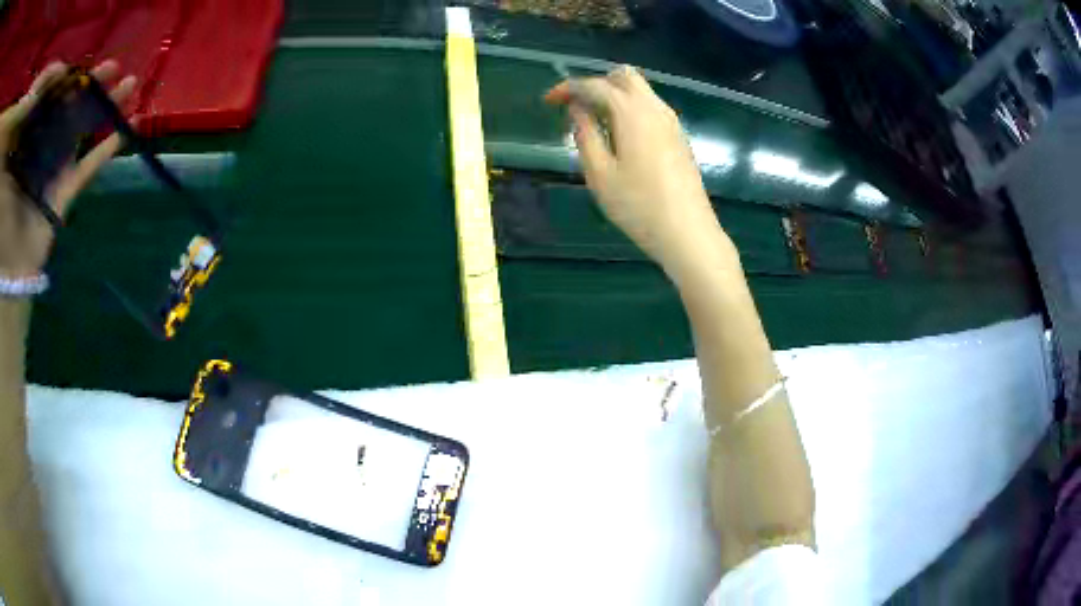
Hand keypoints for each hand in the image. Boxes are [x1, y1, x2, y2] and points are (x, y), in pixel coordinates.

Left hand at [0, 61, 136, 276]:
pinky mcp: (63, 196)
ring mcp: (52, 171)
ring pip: (82, 131)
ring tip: (129, 85)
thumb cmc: (5, 207)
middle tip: (112, 67)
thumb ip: (34, 101)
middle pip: (68, 109)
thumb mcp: (17, 146)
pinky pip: (87, 169)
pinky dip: (106, 151)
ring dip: (105, 109)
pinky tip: (125, 131)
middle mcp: (41, 148)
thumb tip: (57, 70)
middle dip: (91, 86)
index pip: (50, 97)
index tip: (79, 65)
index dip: (66, 77)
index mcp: (29, 137)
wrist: (6, 267)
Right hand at [544, 66, 735, 276]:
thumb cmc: (638, 205)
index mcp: (632, 112)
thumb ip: (585, 135)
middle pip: (624, 76)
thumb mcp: (600, 173)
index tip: (549, 101)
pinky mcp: (679, 137)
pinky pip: (651, 107)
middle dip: (596, 83)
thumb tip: (577, 110)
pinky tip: (620, 135)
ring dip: (614, 95)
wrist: (687, 232)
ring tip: (595, 123)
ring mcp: (672, 122)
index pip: (595, 85)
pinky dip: (630, 108)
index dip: (569, 88)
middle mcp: (655, 108)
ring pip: (641, 91)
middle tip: (576, 106)